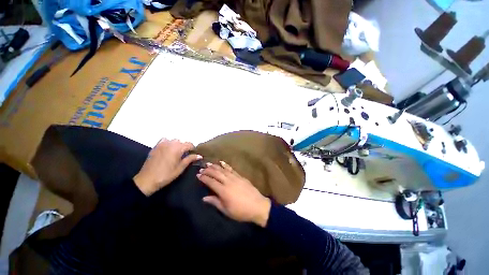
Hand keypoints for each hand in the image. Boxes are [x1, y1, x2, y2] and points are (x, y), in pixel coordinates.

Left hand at [134, 138, 201, 195]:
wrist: (147, 180)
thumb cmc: (166, 175)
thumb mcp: (180, 168)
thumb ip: (190, 159)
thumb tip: (199, 155)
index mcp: (177, 148)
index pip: (189, 144)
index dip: (193, 149)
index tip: (194, 155)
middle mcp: (170, 143)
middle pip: (182, 142)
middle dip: (185, 147)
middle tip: (186, 155)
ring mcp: (161, 144)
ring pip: (173, 140)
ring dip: (177, 145)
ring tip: (177, 153)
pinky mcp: (155, 147)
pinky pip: (164, 140)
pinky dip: (168, 143)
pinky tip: (168, 149)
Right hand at [197, 161, 270, 227]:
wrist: (257, 205)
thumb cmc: (241, 211)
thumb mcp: (226, 210)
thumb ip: (215, 202)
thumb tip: (204, 198)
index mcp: (223, 191)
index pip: (211, 182)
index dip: (204, 178)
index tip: (198, 175)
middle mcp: (228, 182)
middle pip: (216, 174)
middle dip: (208, 170)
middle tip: (202, 168)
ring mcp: (235, 177)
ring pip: (223, 170)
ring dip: (215, 166)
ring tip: (209, 163)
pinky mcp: (240, 176)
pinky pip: (231, 169)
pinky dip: (226, 165)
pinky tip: (222, 162)